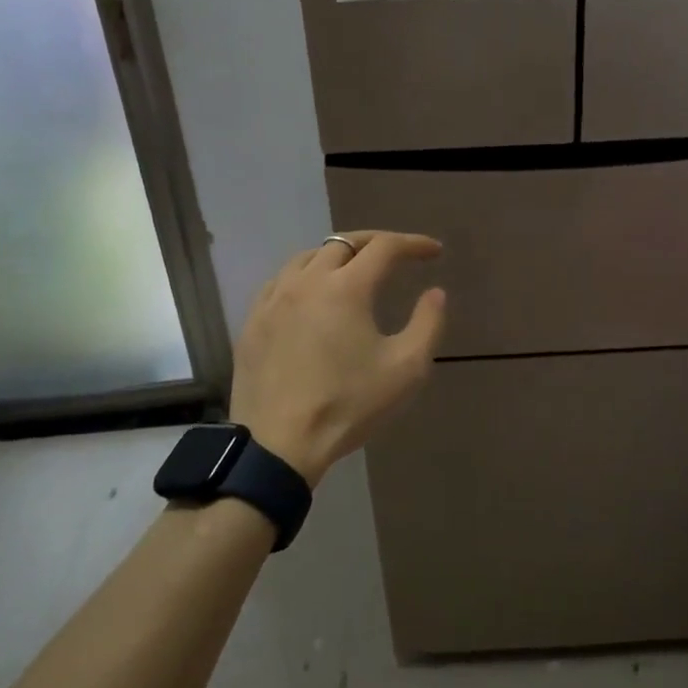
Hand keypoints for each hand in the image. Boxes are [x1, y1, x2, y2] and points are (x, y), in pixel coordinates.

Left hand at [231, 232, 447, 486]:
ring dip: (337, 255)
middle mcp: (307, 281)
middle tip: (397, 254)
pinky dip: (305, 275)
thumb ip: (428, 324)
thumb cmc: (349, 405)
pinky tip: (311, 294)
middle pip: (343, 243)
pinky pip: (280, 281)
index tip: (434, 251)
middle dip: (375, 242)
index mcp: (347, 288)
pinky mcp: (252, 321)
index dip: (413, 243)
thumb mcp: (406, 369)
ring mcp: (274, 299)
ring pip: (308, 257)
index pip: (385, 247)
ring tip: (354, 268)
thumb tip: (435, 293)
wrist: (279, 445)